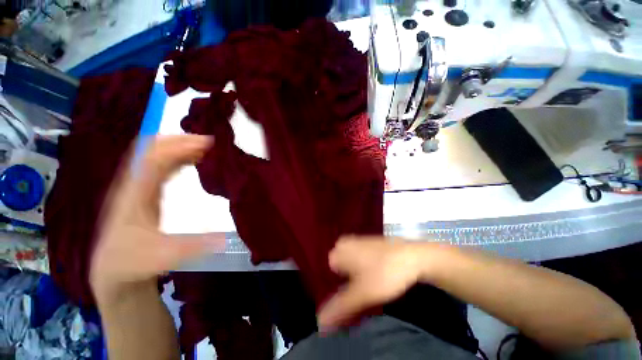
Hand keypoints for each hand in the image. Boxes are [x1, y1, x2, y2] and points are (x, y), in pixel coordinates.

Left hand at [89, 135, 224, 302]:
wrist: (112, 269)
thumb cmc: (133, 262)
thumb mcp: (162, 257)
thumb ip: (191, 247)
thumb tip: (224, 239)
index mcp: (135, 194)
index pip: (155, 158)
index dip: (180, 147)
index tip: (208, 143)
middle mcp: (134, 184)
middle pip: (152, 148)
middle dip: (181, 140)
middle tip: (210, 141)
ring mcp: (138, 186)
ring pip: (156, 154)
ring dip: (180, 147)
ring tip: (205, 147)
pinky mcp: (144, 191)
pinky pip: (161, 165)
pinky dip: (178, 157)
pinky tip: (193, 160)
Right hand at [317, 236, 427, 328]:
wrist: (414, 257)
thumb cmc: (385, 273)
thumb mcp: (362, 293)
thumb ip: (340, 307)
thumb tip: (320, 322)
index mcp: (340, 250)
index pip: (329, 271)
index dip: (337, 287)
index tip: (349, 297)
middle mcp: (347, 242)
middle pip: (339, 268)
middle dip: (345, 282)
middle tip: (359, 294)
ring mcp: (359, 241)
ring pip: (350, 264)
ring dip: (355, 278)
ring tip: (370, 287)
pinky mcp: (371, 244)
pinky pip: (361, 259)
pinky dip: (364, 270)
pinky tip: (377, 276)